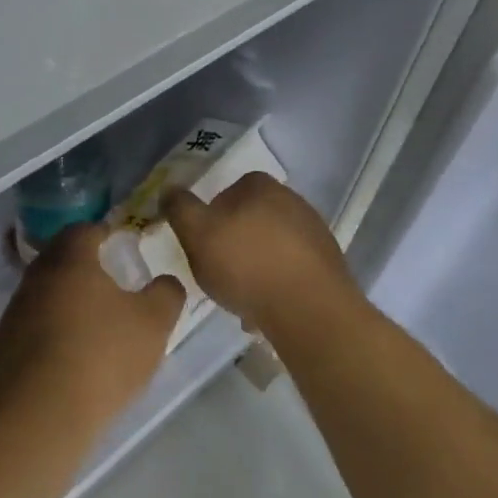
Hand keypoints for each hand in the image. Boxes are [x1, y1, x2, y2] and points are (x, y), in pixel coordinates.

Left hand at [0, 223, 184, 434]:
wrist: (40, 418)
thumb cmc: (102, 356)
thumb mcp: (153, 323)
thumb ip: (166, 294)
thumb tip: (166, 282)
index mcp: (70, 260)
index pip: (83, 230)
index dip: (103, 233)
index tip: (119, 242)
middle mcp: (36, 278)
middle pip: (59, 259)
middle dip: (82, 265)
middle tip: (109, 280)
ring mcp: (14, 314)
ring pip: (44, 293)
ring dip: (65, 300)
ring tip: (92, 322)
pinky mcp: (2, 349)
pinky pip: (32, 327)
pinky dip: (51, 332)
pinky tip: (70, 356)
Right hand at [162, 173, 355, 334]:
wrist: (308, 309)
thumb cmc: (246, 264)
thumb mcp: (197, 234)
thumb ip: (180, 209)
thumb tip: (169, 189)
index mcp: (261, 186)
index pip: (228, 192)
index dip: (211, 218)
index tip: (203, 245)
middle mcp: (292, 200)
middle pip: (251, 220)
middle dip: (235, 244)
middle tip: (219, 273)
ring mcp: (314, 232)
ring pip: (271, 248)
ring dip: (256, 268)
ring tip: (241, 299)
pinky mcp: (328, 264)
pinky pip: (291, 271)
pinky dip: (277, 286)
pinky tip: (266, 310)